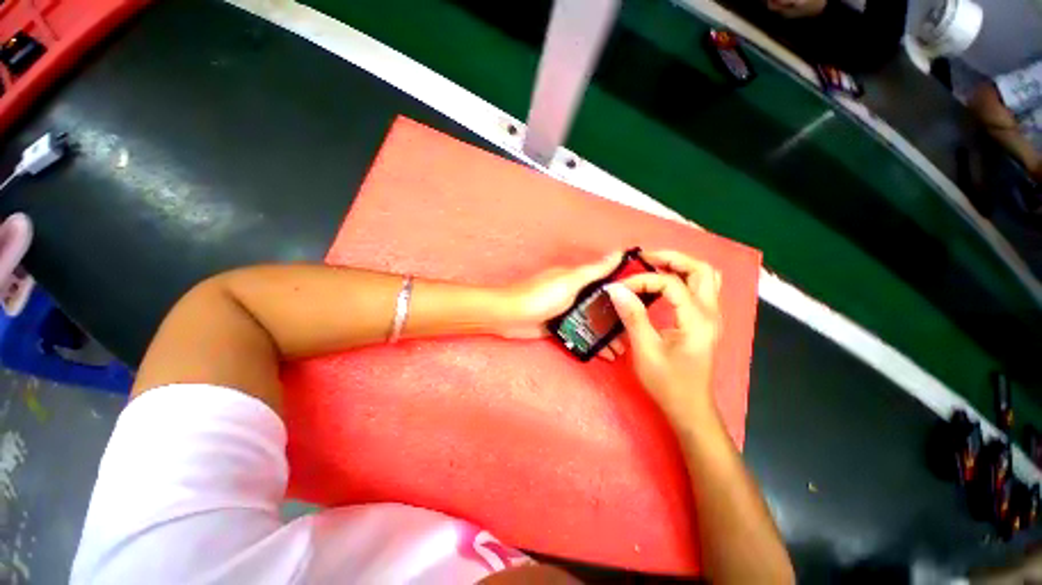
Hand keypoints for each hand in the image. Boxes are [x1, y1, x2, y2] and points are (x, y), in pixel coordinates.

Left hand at [496, 251, 627, 360]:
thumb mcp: (569, 281)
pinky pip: (581, 334)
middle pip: (602, 306)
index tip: (645, 303)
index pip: (608, 282)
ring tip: (624, 349)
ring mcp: (567, 312)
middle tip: (636, 335)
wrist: (509, 316)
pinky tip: (605, 354)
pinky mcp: (559, 327)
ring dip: (607, 334)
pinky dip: (593, 342)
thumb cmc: (540, 295)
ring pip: (593, 322)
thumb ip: (594, 271)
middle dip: (618, 320)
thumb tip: (618, 252)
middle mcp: (575, 294)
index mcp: (578, 279)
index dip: (625, 291)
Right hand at [605, 250, 721, 421]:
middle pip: (700, 269)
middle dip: (672, 259)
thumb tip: (616, 289)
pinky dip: (684, 278)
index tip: (620, 288)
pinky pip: (701, 288)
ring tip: (653, 266)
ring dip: (681, 266)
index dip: (643, 280)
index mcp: (697, 320)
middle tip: (644, 260)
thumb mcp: (645, 350)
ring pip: (705, 276)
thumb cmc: (668, 383)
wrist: (690, 407)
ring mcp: (712, 316)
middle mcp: (711, 313)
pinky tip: (664, 284)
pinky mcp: (706, 321)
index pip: (671, 284)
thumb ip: (632, 316)